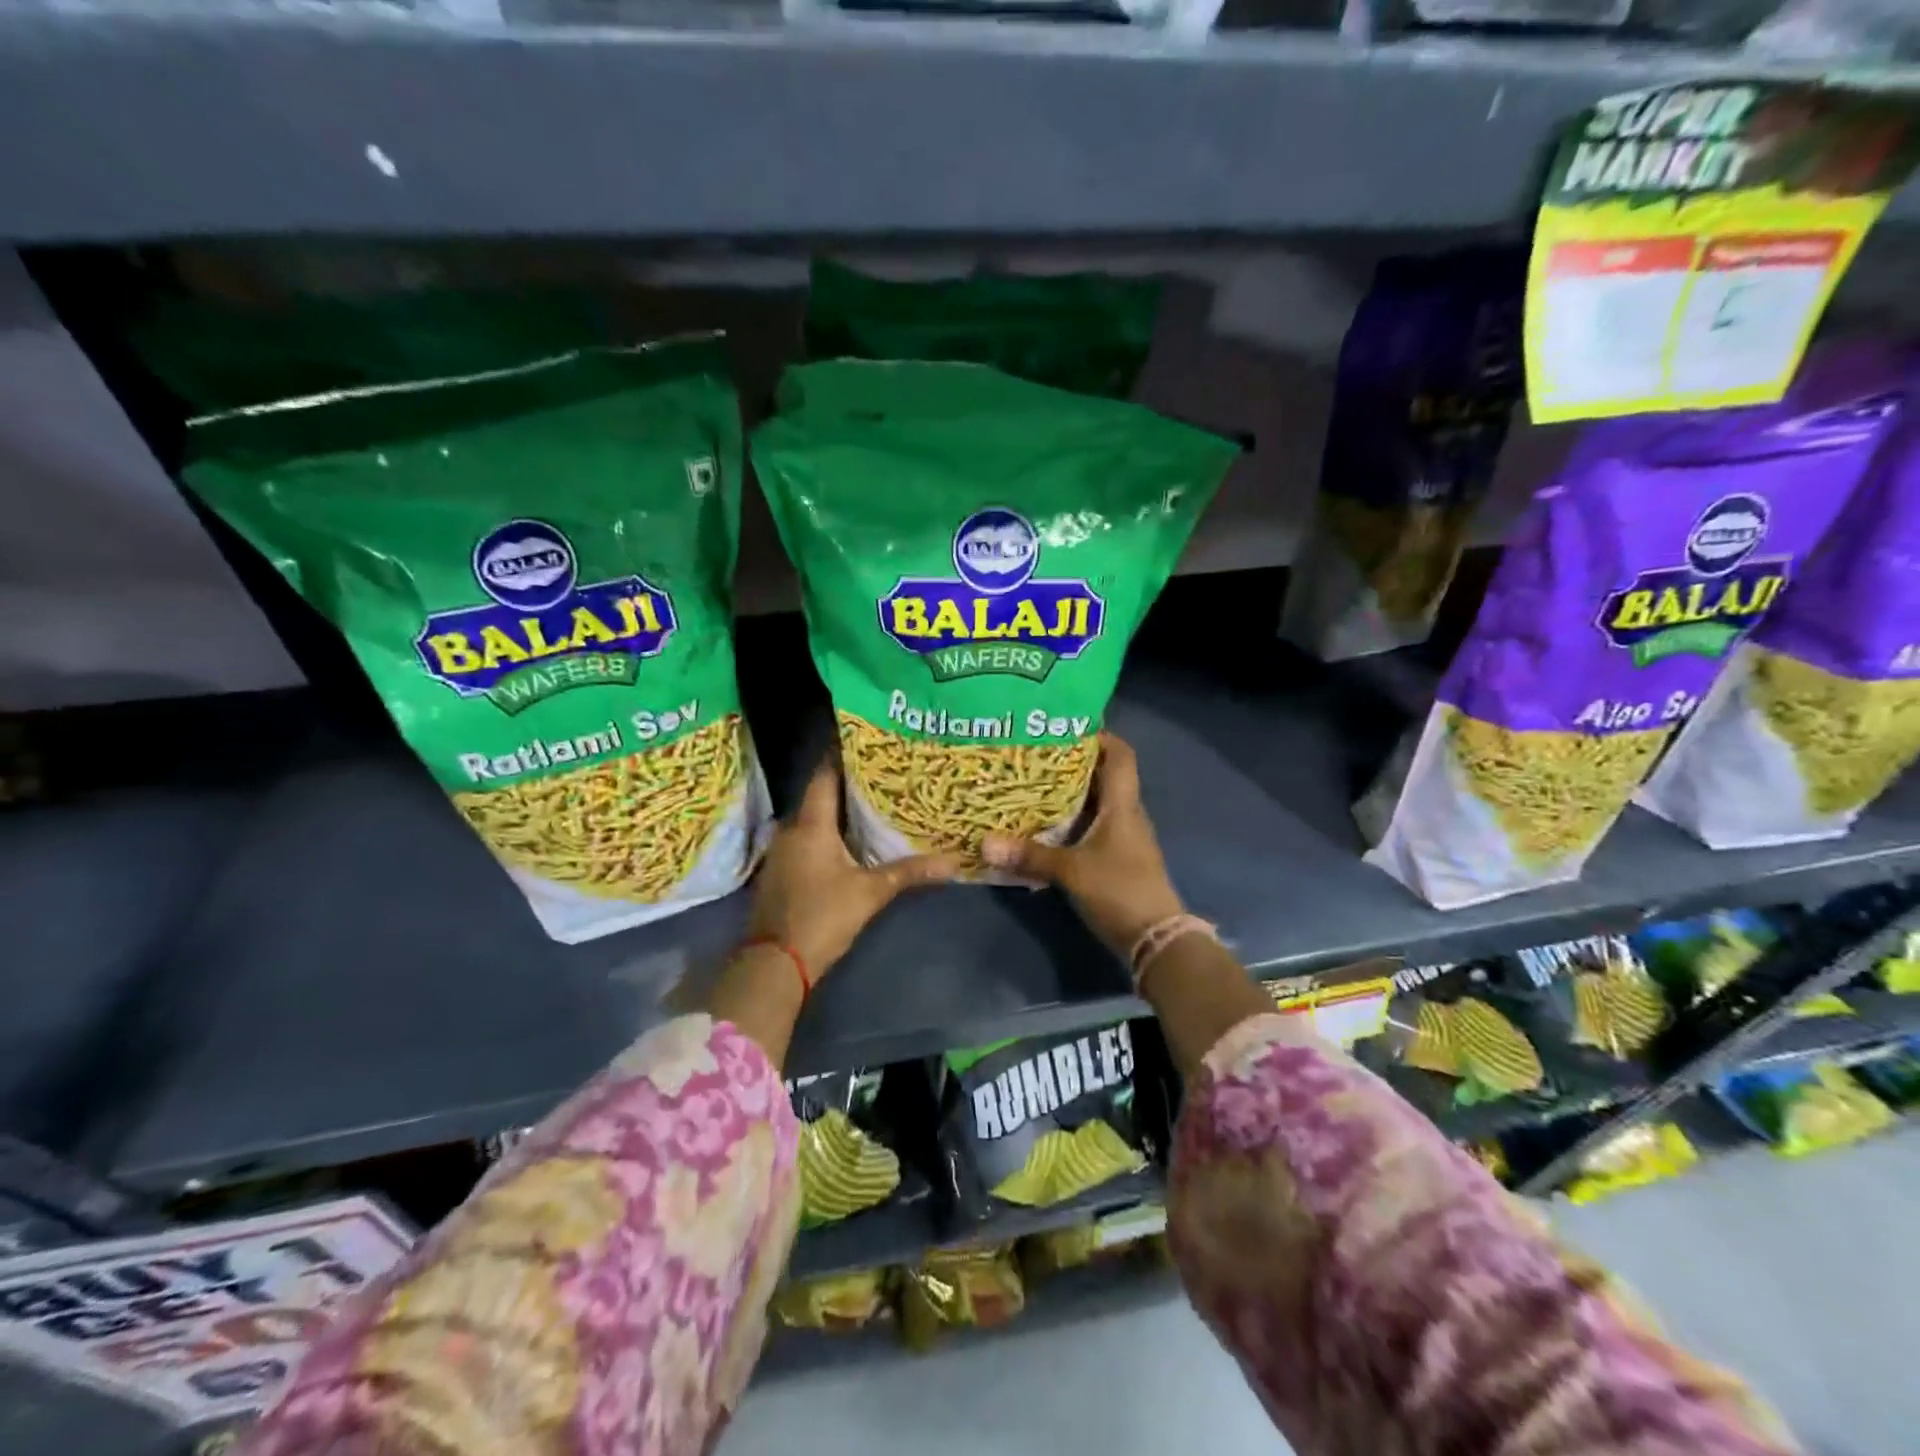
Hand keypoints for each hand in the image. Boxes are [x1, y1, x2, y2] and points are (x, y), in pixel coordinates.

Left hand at [745, 758, 960, 980]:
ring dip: (835, 816)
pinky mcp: (778, 874)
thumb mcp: (870, 893)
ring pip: (811, 822)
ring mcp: (780, 853)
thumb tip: (953, 862)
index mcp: (810, 825)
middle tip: (880, 777)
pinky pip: (804, 843)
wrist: (774, 964)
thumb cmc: (822, 917)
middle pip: (819, 798)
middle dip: (847, 787)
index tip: (865, 743)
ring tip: (869, 807)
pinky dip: (824, 838)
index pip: (824, 776)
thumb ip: (909, 873)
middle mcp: (790, 830)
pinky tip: (846, 844)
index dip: (841, 756)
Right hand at [981, 733, 1183, 955]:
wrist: (1156, 939)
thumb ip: (1029, 856)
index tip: (1065, 727)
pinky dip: (1070, 821)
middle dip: (1071, 763)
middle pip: (1103, 776)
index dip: (1100, 736)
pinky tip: (1044, 826)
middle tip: (1033, 755)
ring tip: (1031, 785)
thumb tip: (985, 843)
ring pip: (1096, 803)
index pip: (1120, 755)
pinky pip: (1092, 827)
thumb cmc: (1120, 890)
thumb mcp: (1071, 871)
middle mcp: (1126, 814)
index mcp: (1123, 805)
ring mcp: (1124, 838)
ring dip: (1069, 794)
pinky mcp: (1117, 858)